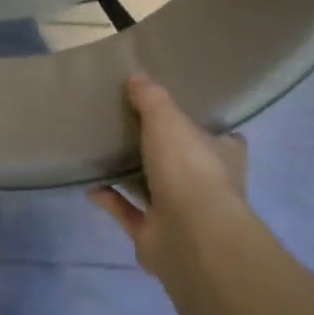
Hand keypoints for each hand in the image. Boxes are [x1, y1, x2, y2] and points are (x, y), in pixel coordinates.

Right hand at [86, 74, 249, 277]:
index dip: (203, 126)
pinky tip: (89, 183)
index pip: (222, 138)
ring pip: (156, 190)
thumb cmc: (189, 167)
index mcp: (224, 155)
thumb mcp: (168, 119)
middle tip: (134, 128)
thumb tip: (136, 78)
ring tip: (106, 153)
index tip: (180, 112)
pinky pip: (128, 213)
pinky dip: (110, 199)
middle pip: (186, 163)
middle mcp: (208, 185)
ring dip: (133, 176)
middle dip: (164, 151)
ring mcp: (183, 215)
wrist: (190, 235)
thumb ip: (152, 98)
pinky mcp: (156, 236)